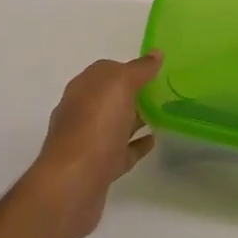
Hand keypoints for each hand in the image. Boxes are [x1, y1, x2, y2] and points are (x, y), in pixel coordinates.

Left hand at [26, 54, 160, 237]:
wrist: (73, 184)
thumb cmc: (95, 126)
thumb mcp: (120, 86)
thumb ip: (139, 69)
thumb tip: (155, 53)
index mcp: (83, 87)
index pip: (106, 70)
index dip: (129, 69)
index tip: (155, 71)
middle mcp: (81, 111)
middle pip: (110, 97)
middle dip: (133, 94)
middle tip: (164, 93)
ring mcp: (88, 141)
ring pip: (115, 124)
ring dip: (136, 118)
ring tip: (163, 115)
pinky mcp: (97, 168)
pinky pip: (121, 151)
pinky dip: (136, 145)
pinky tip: (153, 142)